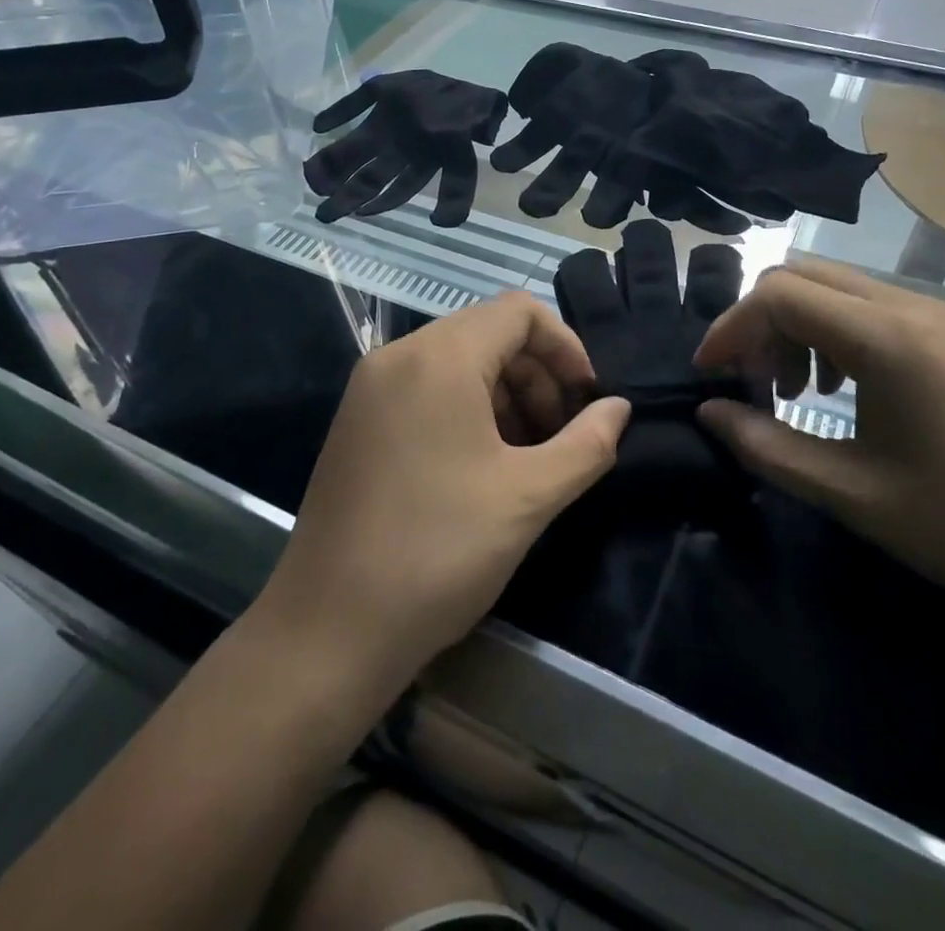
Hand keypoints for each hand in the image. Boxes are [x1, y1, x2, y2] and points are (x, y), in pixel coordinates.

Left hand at [257, 294, 628, 688]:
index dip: (566, 346)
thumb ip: (587, 444)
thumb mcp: (529, 498)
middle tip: (562, 434)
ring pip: (459, 361)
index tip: (588, 399)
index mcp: (439, 358)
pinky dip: (468, 409)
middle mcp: (398, 357)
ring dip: (506, 394)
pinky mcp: (357, 421)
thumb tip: (618, 409)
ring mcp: (370, 389)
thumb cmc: (438, 553)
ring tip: (529, 455)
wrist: (326, 632)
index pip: (519, 312)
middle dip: (538, 374)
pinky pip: (427, 389)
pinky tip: (484, 465)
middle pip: (489, 333)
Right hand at [693, 258, 944, 619]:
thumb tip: (710, 415)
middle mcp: (909, 308)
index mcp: (886, 340)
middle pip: (802, 277)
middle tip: (753, 384)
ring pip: (834, 288)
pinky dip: (831, 333)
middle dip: (759, 323)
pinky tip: (839, 389)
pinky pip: (868, 308)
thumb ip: (768, 448)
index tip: (710, 376)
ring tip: (795, 391)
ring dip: (795, 327)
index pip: (779, 295)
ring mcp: (936, 316)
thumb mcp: (853, 494)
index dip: (730, 328)